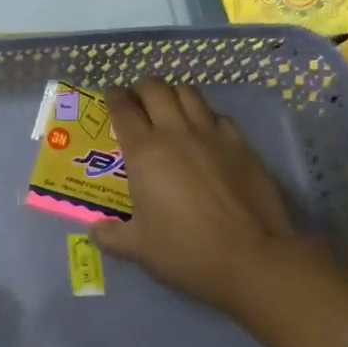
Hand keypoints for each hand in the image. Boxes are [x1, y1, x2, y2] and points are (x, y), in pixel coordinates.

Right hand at [92, 79, 305, 313]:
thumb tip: (95, 231)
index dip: (114, 97)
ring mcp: (213, 135)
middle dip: (142, 89)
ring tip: (169, 110)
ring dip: (173, 95)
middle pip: (156, 89)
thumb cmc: (186, 250)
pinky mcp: (242, 145)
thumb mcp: (138, 249)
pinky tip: (204, 134)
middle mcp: (176, 133)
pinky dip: (205, 116)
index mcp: (144, 152)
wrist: (252, 257)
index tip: (111, 97)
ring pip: (189, 93)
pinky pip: (218, 116)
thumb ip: (111, 236)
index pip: (123, 108)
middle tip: (138, 104)